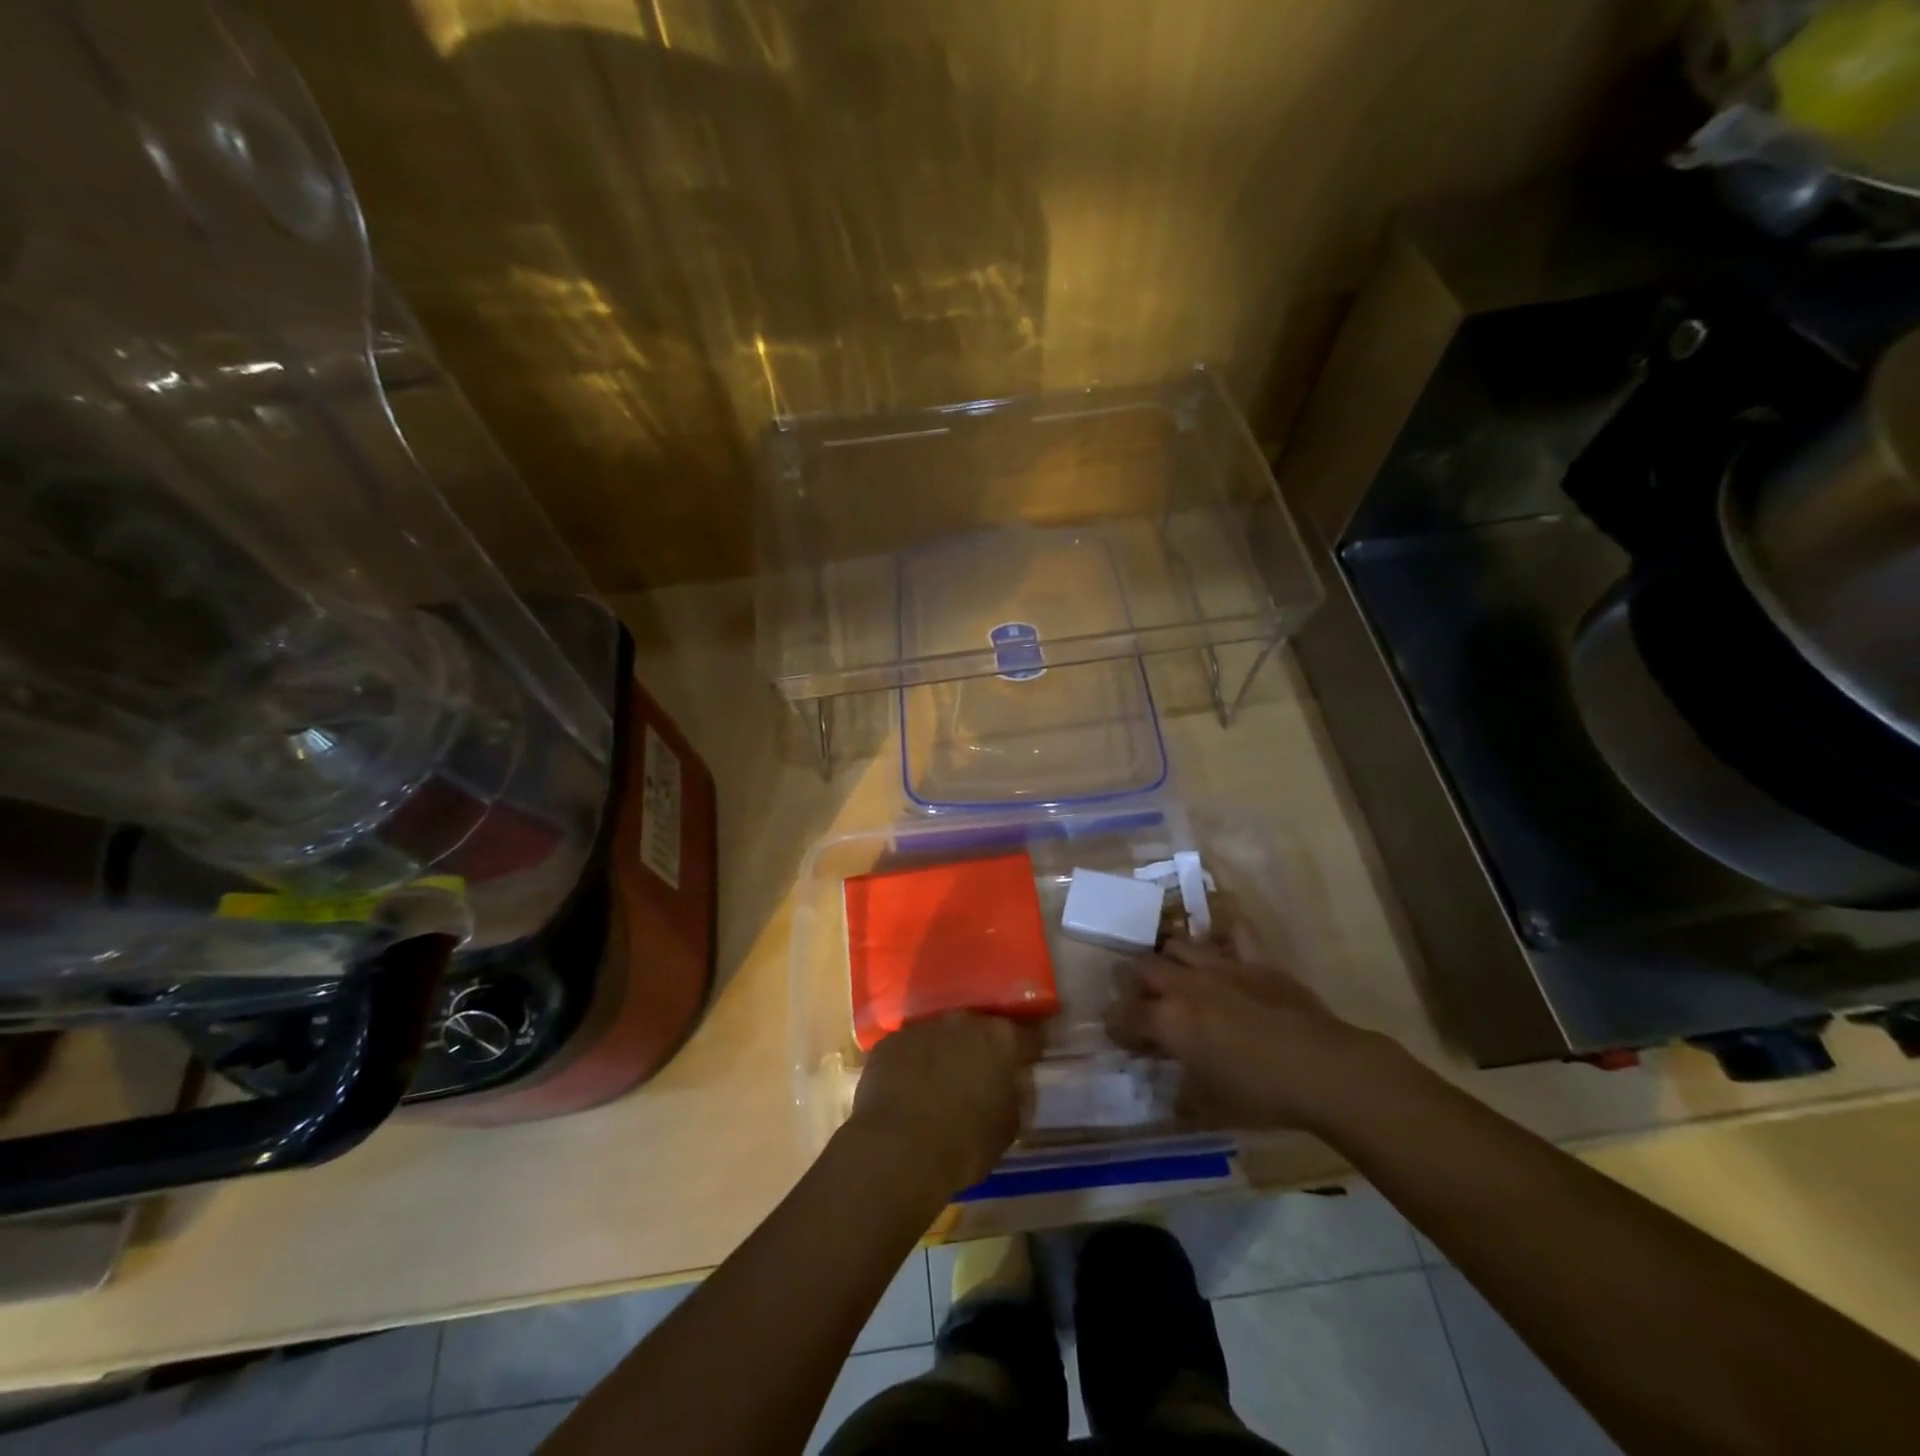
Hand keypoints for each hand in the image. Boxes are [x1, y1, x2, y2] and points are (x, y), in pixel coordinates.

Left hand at [847, 1013, 1042, 1192]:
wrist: (897, 1151)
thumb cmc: (964, 1145)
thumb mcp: (1008, 1128)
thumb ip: (1015, 1095)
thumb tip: (1011, 1083)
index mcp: (1001, 1039)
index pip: (1027, 1035)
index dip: (1029, 1050)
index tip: (1029, 1061)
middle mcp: (963, 1021)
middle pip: (980, 1028)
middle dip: (982, 1047)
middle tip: (980, 1074)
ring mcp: (923, 1026)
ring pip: (942, 1034)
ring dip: (945, 1051)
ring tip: (940, 1082)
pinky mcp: (891, 1040)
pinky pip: (910, 1047)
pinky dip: (913, 1061)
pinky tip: (908, 1087)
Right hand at [1105, 937, 1403, 1133]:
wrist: (1324, 1070)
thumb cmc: (1263, 1095)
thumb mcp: (1211, 1104)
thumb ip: (1182, 1091)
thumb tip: (1171, 1090)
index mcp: (1170, 1021)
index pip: (1126, 1016)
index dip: (1117, 1027)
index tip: (1119, 1037)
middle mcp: (1186, 985)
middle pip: (1144, 969)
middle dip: (1135, 985)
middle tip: (1144, 1004)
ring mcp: (1221, 965)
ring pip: (1178, 944)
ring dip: (1169, 959)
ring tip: (1174, 975)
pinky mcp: (1255, 959)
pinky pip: (1233, 931)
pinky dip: (1222, 931)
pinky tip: (1218, 941)